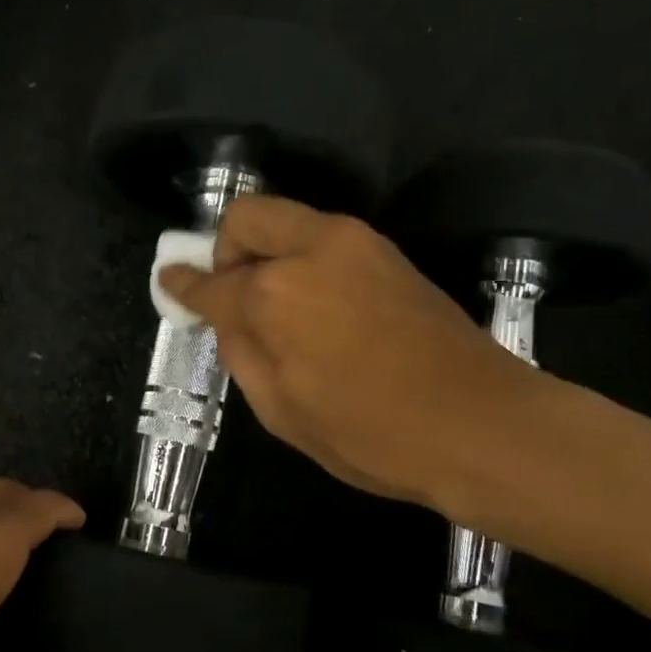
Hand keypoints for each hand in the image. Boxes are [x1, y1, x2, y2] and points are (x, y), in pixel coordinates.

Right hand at [158, 196, 542, 508]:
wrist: (481, 425)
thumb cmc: (371, 434)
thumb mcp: (282, 411)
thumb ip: (242, 353)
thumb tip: (227, 319)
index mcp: (273, 295)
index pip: (211, 282)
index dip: (183, 285)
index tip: (168, 281)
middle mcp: (310, 250)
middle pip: (246, 217)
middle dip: (226, 250)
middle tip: (234, 296)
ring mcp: (356, 244)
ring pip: (288, 219)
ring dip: (267, 252)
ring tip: (279, 309)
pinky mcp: (389, 253)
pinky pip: (324, 238)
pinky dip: (302, 259)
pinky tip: (317, 308)